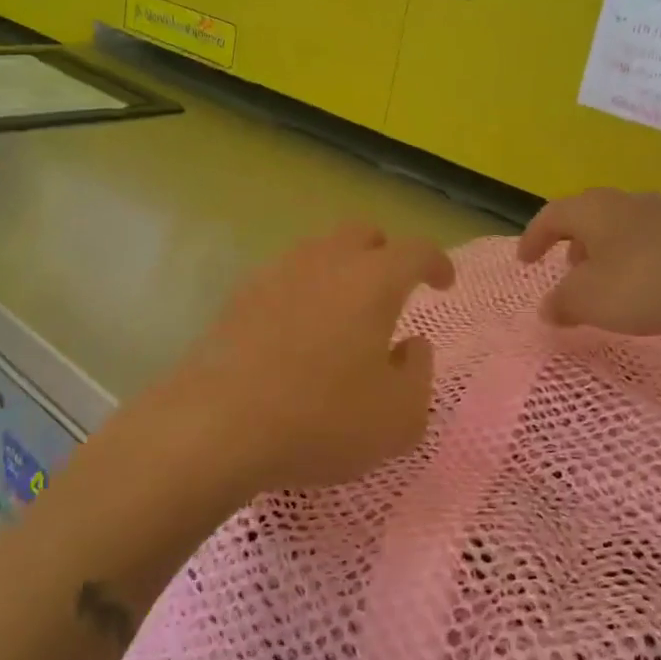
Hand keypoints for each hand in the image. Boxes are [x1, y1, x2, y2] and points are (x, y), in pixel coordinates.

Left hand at [155, 223, 455, 497]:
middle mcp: (325, 262)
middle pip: (361, 233)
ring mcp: (275, 275)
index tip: (443, 283)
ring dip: (340, 270)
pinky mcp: (238, 298)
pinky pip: (283, 278)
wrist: (217, 426)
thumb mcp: (399, 417)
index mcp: (372, 280)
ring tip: (344, 312)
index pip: (415, 251)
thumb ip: (419, 374)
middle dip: (384, 252)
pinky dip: (302, 292)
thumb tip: (411, 346)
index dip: (436, 262)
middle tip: (392, 288)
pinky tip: (298, 331)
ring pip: (318, 251)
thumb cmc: (322, 420)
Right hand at [517, 189, 660, 337]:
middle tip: (567, 270)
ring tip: (607, 282)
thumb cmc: (646, 281)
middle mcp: (626, 202)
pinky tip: (649, 287)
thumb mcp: (590, 301)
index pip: (551, 215)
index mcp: (593, 210)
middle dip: (573, 243)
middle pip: (589, 216)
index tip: (526, 261)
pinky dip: (638, 260)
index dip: (533, 238)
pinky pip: (653, 241)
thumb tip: (548, 308)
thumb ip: (562, 304)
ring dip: (607, 252)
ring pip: (623, 228)